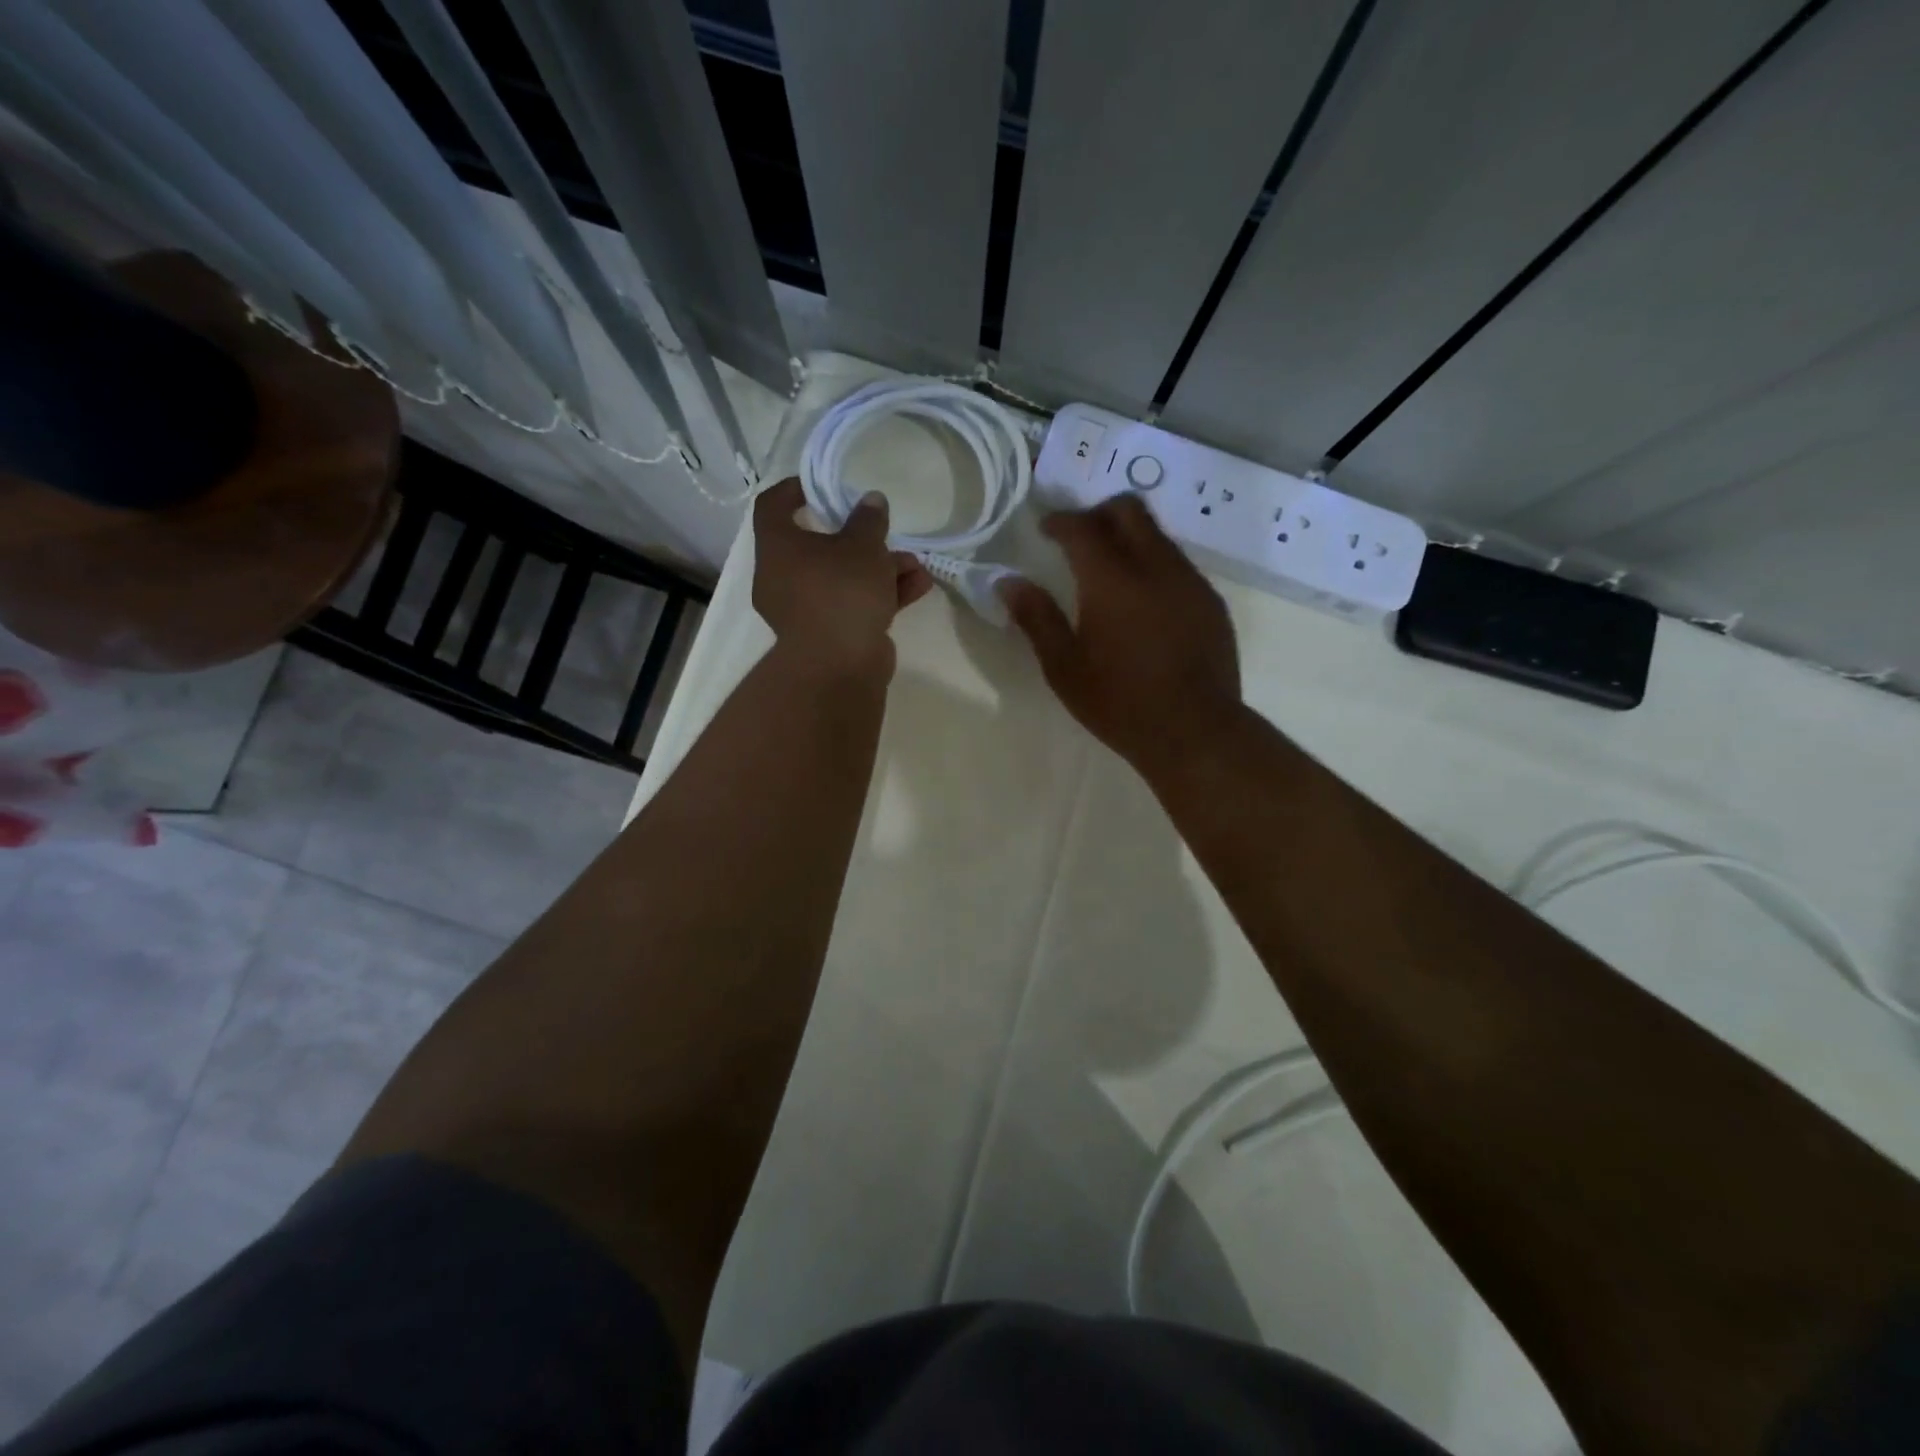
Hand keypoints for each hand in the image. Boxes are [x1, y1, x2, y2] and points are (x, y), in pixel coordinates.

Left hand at [753, 477, 932, 674]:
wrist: (839, 666)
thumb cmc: (842, 592)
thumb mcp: (863, 546)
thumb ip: (869, 520)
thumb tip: (871, 500)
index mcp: (778, 547)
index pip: (773, 506)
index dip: (794, 490)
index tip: (821, 485)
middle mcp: (783, 577)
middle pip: (818, 547)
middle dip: (859, 540)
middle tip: (883, 532)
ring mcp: (804, 609)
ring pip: (842, 578)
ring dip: (879, 569)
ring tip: (914, 565)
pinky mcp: (828, 634)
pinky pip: (853, 604)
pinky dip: (880, 595)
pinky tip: (918, 587)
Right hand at [1000, 496, 1240, 772]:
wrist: (1195, 731)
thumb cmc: (1120, 703)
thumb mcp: (1064, 668)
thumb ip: (1036, 618)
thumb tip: (1008, 582)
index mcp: (1112, 581)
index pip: (1083, 526)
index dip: (1060, 520)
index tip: (1044, 529)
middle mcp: (1155, 567)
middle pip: (1129, 510)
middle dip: (1098, 513)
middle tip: (1078, 539)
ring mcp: (1190, 582)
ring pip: (1158, 534)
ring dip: (1129, 538)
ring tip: (1110, 571)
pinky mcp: (1211, 602)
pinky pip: (1179, 563)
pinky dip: (1154, 564)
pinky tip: (1144, 602)